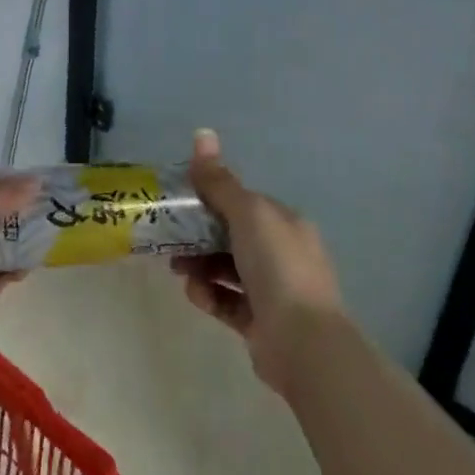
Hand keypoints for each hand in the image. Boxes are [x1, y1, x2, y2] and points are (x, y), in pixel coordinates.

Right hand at [173, 128, 344, 396]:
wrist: (303, 342)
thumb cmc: (277, 266)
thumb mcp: (247, 213)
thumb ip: (220, 181)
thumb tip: (202, 133)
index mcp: (285, 223)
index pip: (243, 204)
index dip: (211, 201)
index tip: (180, 205)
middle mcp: (282, 253)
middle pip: (232, 237)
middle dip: (199, 237)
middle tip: (170, 241)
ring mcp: (273, 291)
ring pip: (227, 270)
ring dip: (200, 267)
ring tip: (179, 271)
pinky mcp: (261, 323)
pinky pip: (228, 302)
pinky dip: (210, 296)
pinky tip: (197, 295)